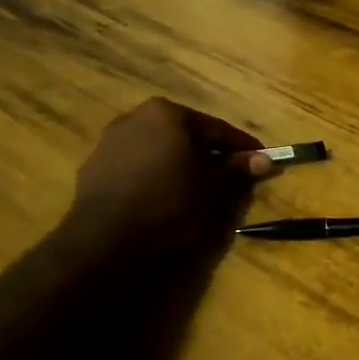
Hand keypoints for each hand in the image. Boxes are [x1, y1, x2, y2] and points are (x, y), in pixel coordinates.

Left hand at [64, 97, 270, 262]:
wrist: (106, 246)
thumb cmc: (171, 207)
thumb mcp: (215, 189)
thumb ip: (238, 170)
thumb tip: (265, 160)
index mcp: (168, 114)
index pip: (218, 129)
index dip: (242, 148)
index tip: (262, 161)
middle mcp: (135, 118)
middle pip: (185, 136)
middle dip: (208, 155)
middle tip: (231, 177)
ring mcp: (109, 144)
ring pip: (158, 152)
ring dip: (179, 166)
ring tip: (198, 192)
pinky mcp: (92, 171)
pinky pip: (136, 169)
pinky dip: (155, 178)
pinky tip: (165, 200)